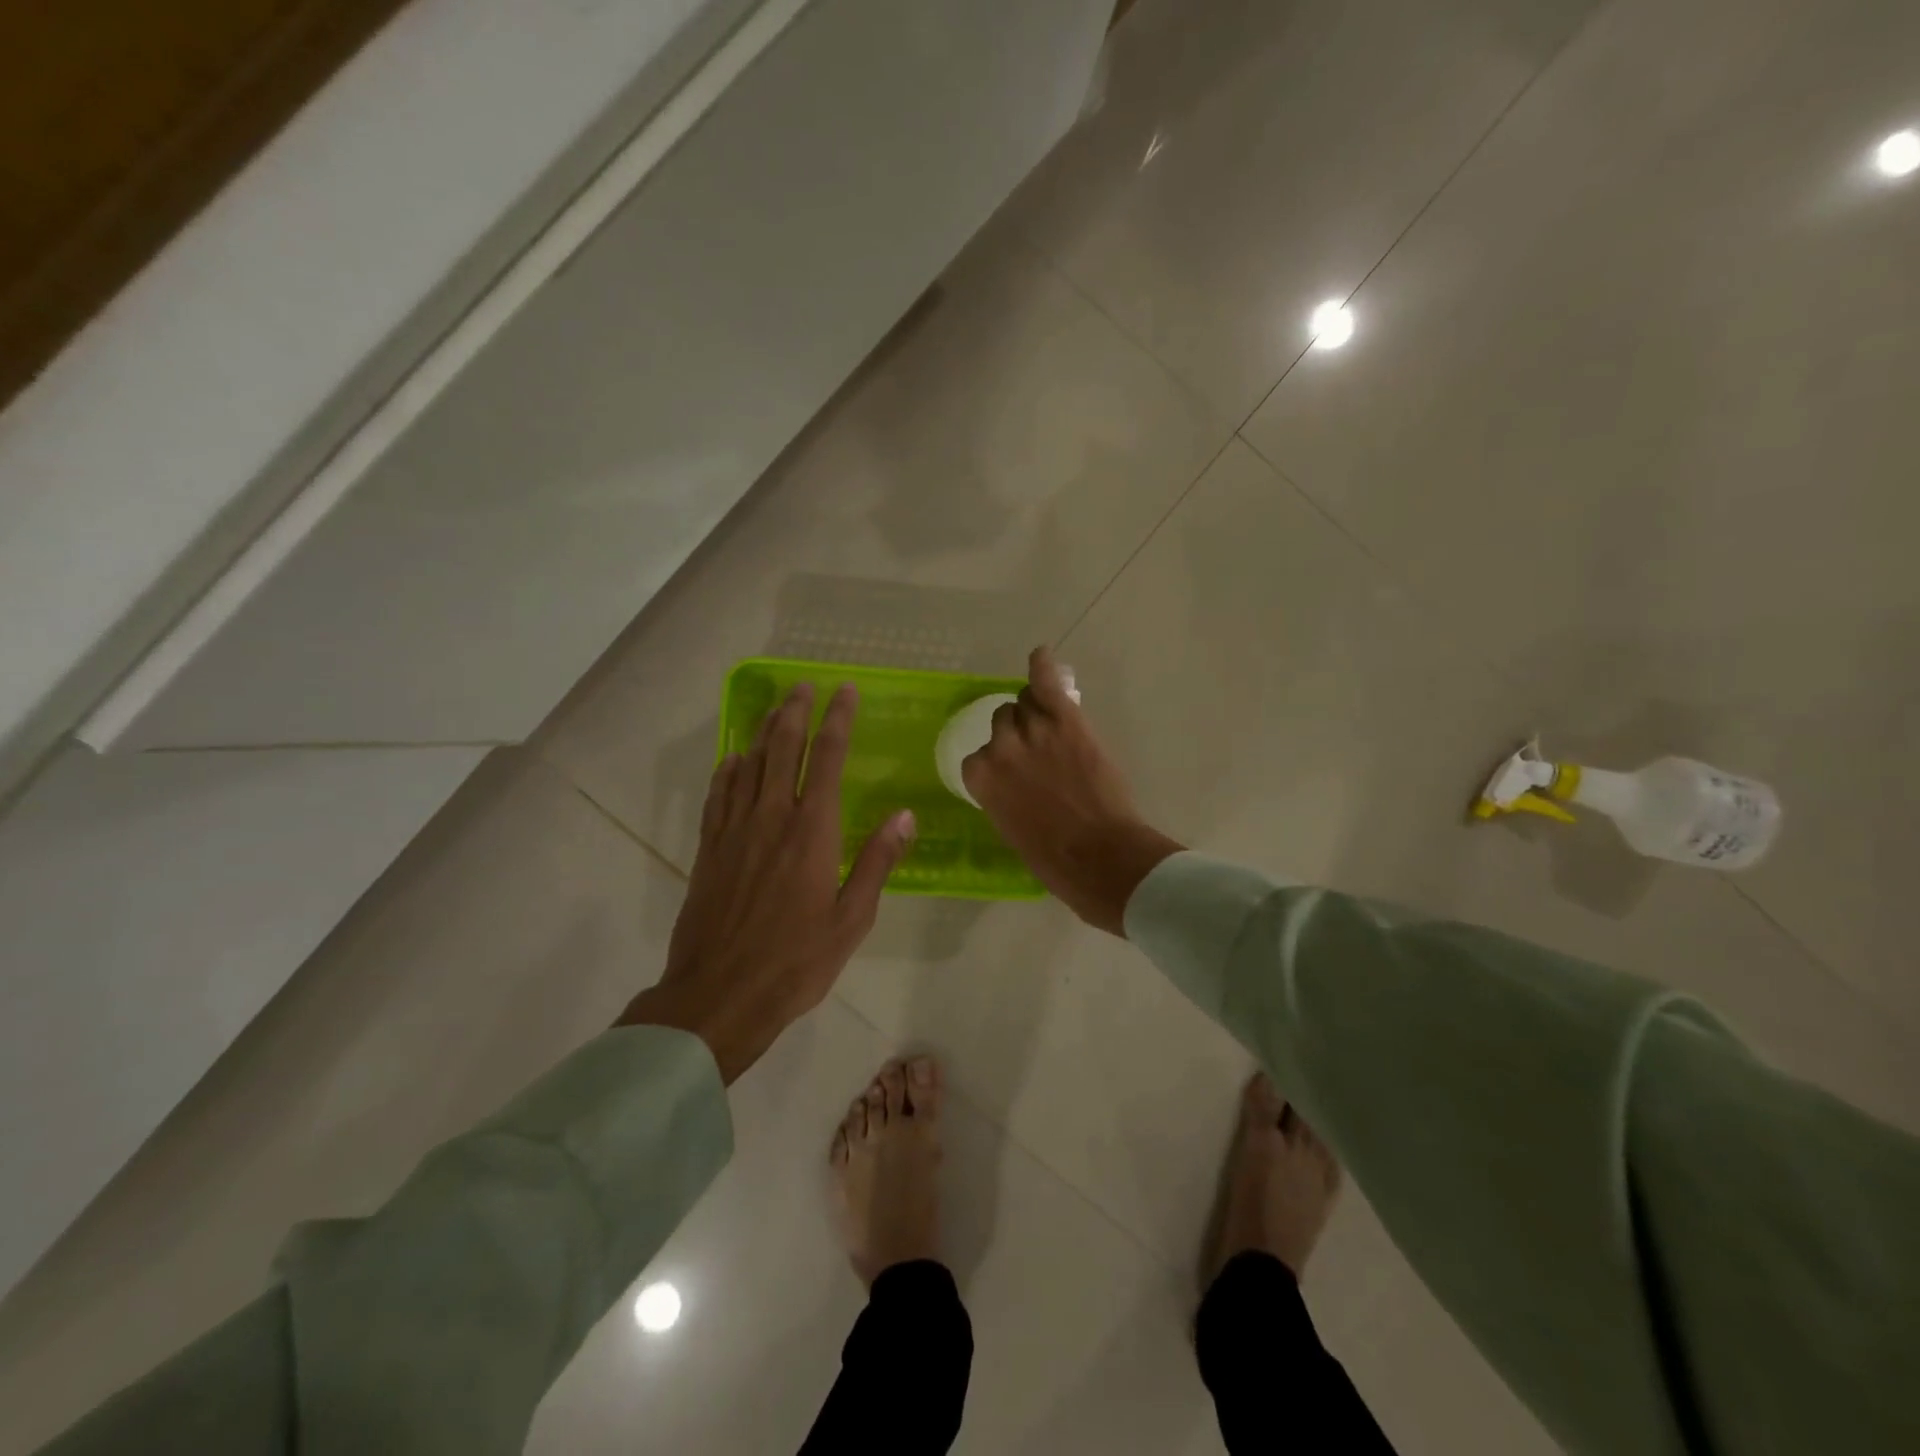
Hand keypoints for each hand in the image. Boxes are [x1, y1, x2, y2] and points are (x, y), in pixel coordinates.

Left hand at [620, 682, 914, 1082]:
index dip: (837, 720)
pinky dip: (729, 770)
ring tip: (776, 709)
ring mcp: (735, 830)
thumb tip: (904, 816)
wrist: (719, 995)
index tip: (844, 691)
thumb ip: (877, 862)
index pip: (826, 758)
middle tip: (804, 686)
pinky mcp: (710, 849)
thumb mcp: (852, 918)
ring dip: (764, 731)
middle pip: (782, 748)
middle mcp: (771, 817)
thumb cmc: (796, 961)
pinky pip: (719, 795)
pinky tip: (734, 759)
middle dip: (795, 712)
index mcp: (812, 831)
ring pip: (749, 764)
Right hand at [962, 646, 1184, 935]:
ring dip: (1036, 712)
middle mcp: (1000, 748)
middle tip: (1042, 754)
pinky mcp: (1066, 722)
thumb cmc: (1053, 858)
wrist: (1099, 857)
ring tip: (1053, 724)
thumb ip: (1003, 794)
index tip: (1016, 774)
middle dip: (1018, 735)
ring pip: (1025, 702)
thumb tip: (1013, 782)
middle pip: (1003, 722)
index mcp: (981, 779)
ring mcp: (1034, 731)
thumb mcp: (1011, 828)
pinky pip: (1047, 683)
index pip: (980, 756)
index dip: (1001, 763)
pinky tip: (1041, 656)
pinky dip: (1043, 668)